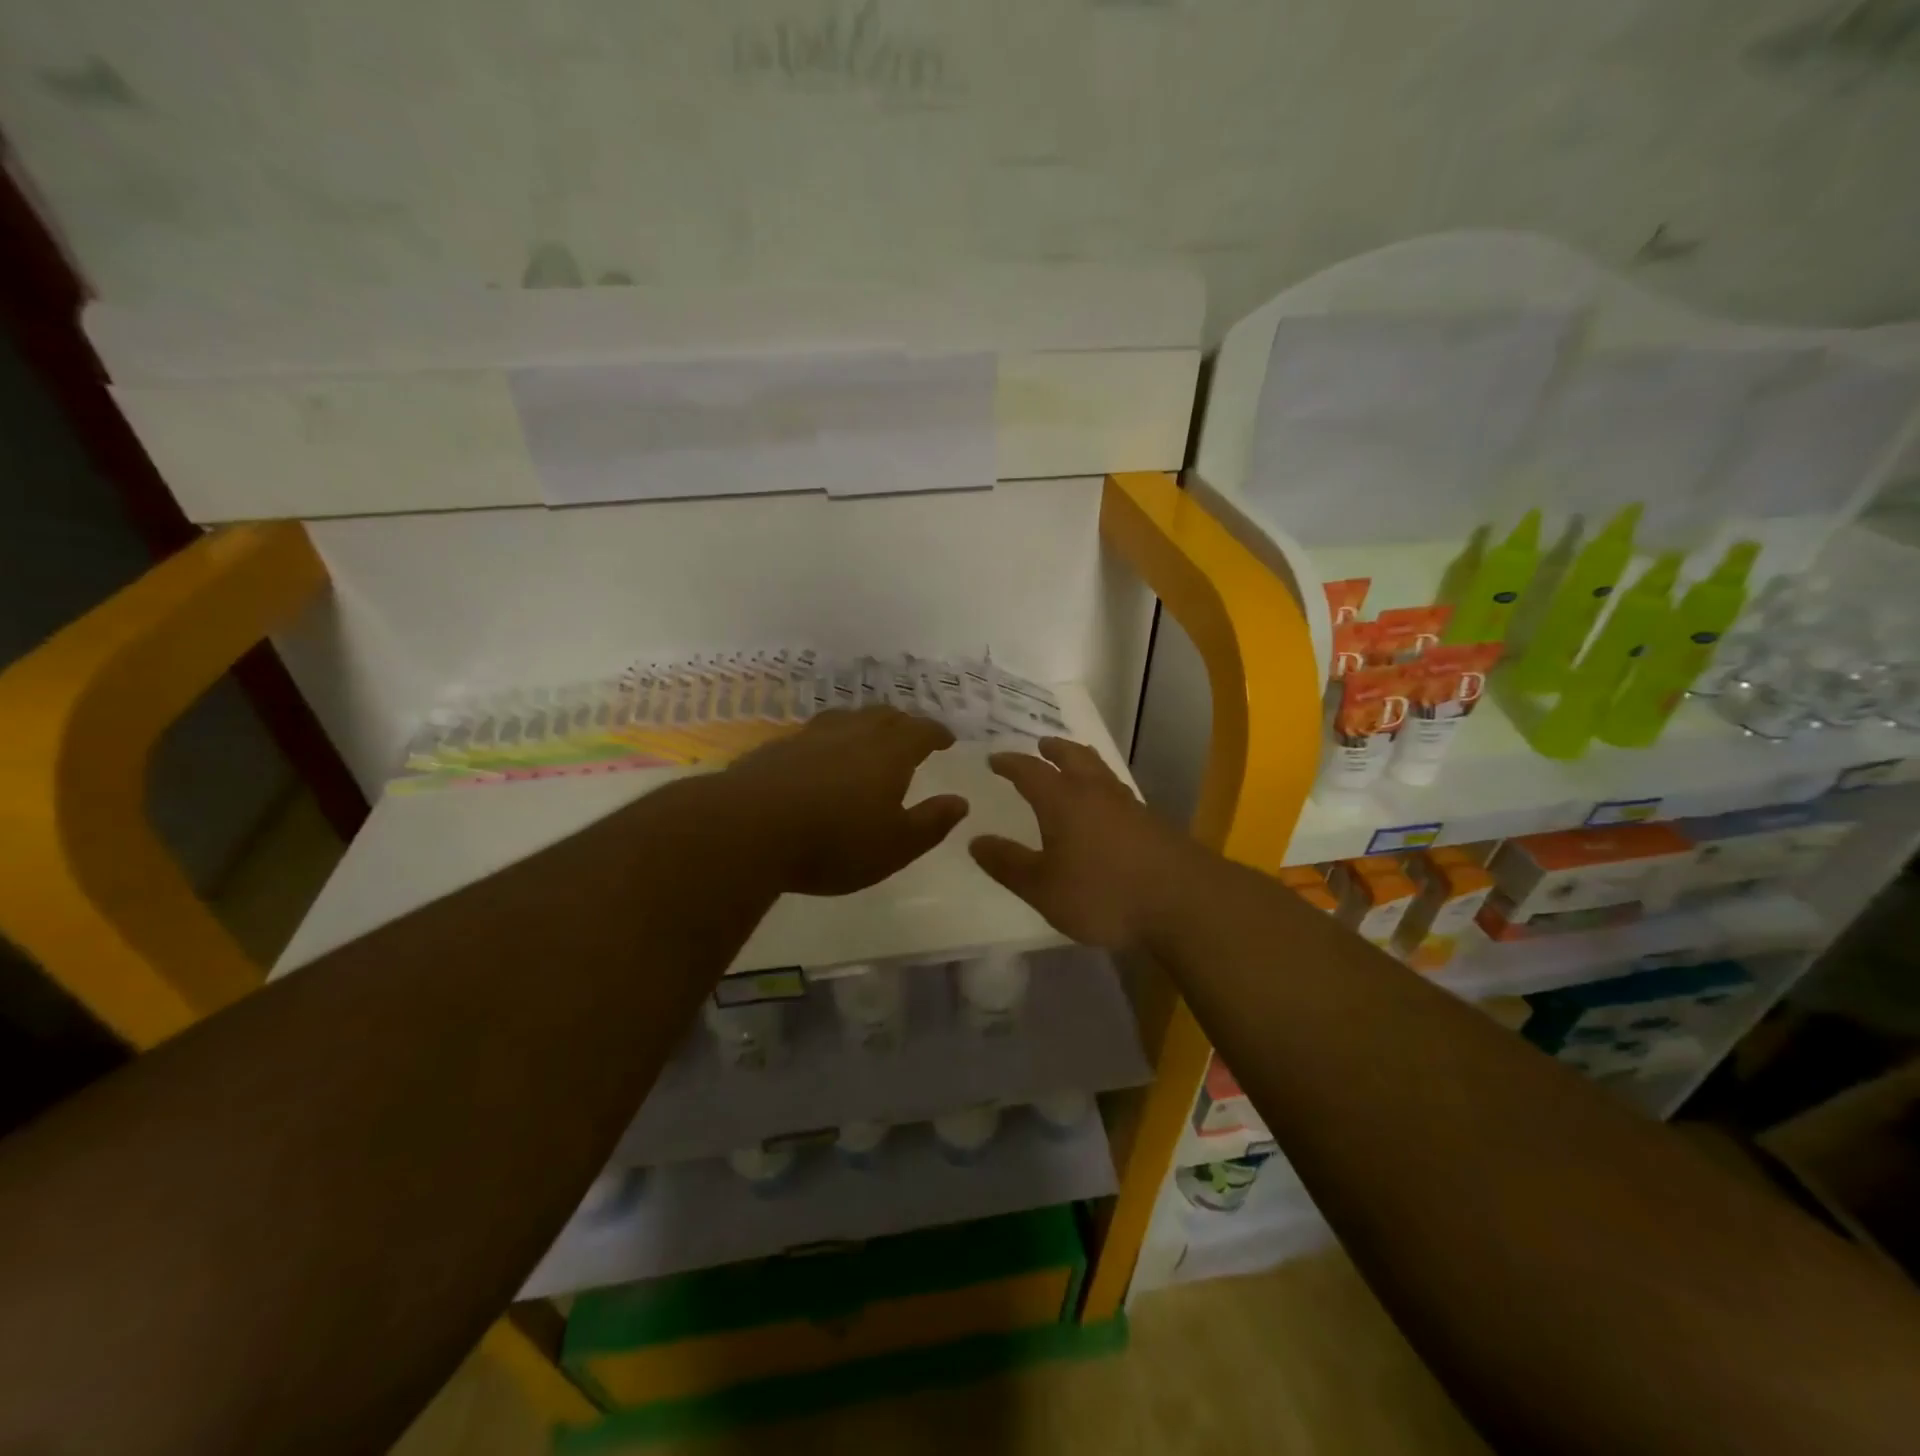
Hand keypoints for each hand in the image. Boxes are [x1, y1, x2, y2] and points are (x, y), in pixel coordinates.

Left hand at [715, 707, 969, 896]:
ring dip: (865, 725)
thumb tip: (960, 802)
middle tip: (911, 736)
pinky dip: (830, 740)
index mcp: (889, 752)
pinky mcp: (777, 748)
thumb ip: (931, 823)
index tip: (947, 739)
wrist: (747, 830)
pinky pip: (815, 734)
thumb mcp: (895, 846)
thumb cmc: (834, 842)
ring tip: (868, 740)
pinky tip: (821, 758)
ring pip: (847, 718)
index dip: (937, 733)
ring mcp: (811, 736)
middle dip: (903, 723)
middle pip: (884, 716)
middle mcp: (852, 732)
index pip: (921, 730)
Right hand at [969, 737, 1198, 949]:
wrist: (1184, 901)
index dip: (1010, 763)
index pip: (1030, 771)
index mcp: (1063, 800)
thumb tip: (976, 840)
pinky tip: (1105, 806)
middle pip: (1072, 757)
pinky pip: (1117, 791)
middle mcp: (1095, 792)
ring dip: (1081, 761)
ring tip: (1073, 764)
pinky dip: (1102, 786)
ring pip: (1099, 770)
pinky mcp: (1151, 822)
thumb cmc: (1103, 893)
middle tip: (1041, 745)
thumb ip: (1008, 864)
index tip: (995, 759)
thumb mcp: (1043, 887)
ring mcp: (1128, 805)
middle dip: (1053, 749)